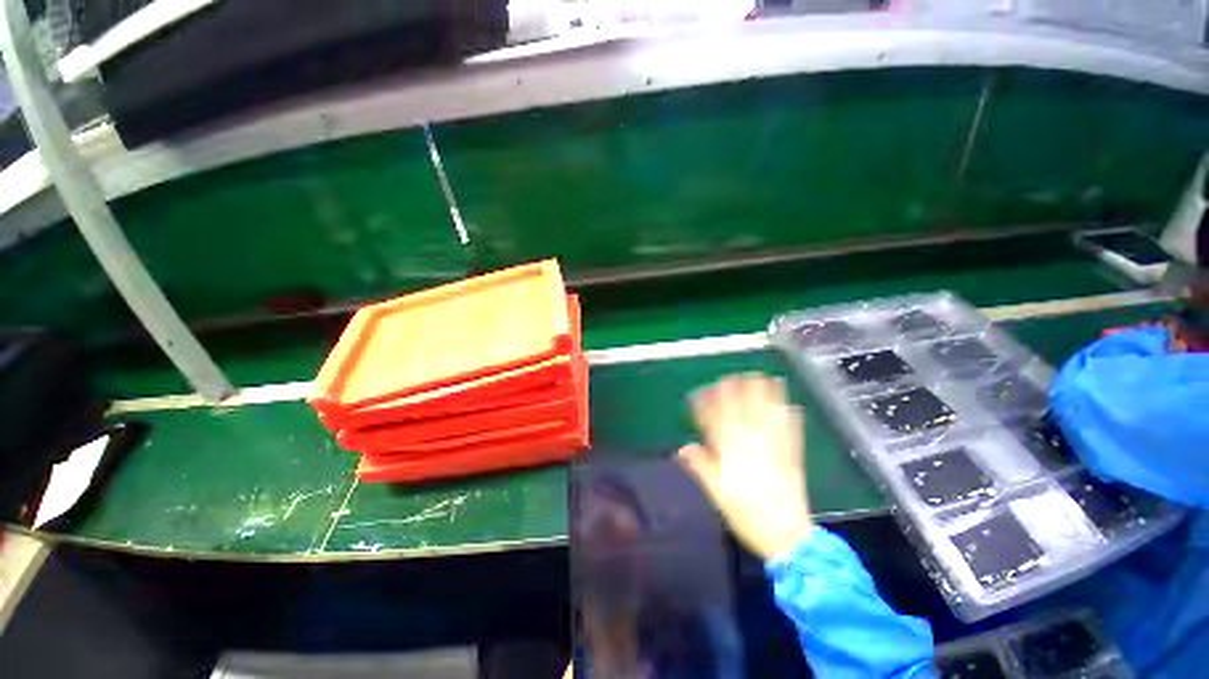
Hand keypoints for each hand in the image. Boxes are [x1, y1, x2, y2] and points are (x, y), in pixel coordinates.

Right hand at [678, 374, 812, 561]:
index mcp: (731, 452)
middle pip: (742, 410)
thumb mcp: (716, 493)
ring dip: (764, 395)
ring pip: (767, 414)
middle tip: (730, 377)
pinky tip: (792, 405)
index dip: (707, 404)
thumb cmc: (746, 514)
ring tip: (761, 377)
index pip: (716, 419)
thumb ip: (701, 466)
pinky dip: (791, 417)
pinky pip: (791, 431)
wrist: (787, 536)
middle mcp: (752, 444)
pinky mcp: (792, 456)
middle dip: (735, 391)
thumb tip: (683, 447)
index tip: (700, 392)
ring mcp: (775, 447)